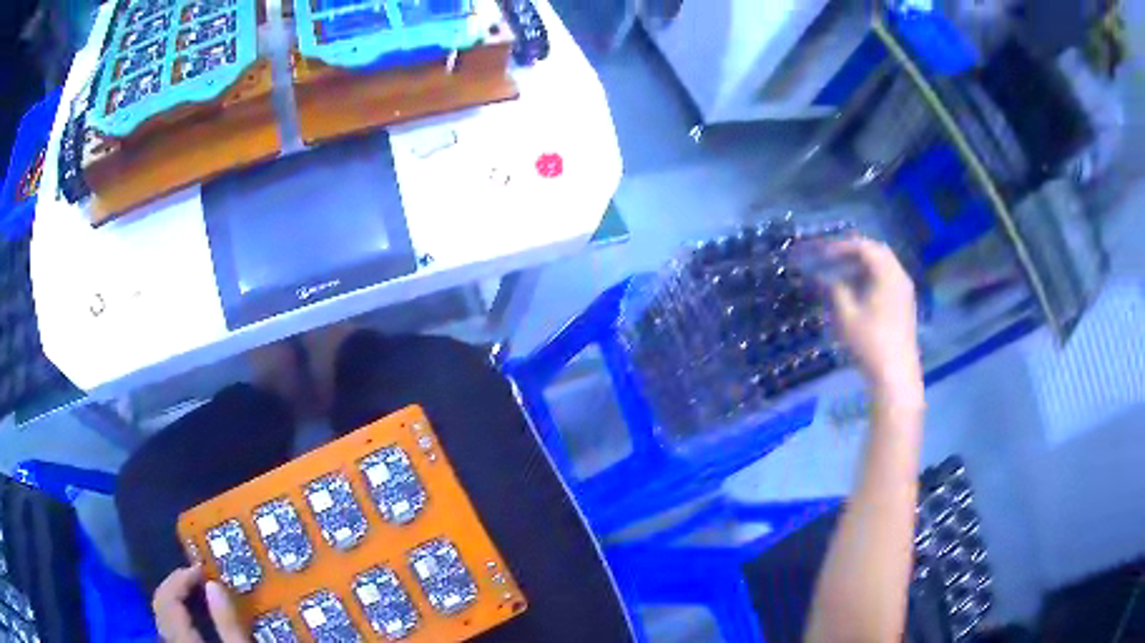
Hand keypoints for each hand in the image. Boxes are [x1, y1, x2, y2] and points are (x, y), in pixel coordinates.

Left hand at [153, 565, 247, 642]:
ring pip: (163, 619)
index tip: (202, 570)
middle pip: (160, 606)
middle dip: (175, 586)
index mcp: (184, 642)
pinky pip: (171, 632)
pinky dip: (178, 617)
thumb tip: (213, 585)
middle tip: (197, 578)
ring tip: (196, 595)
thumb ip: (228, 625)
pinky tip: (194, 620)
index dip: (180, 578)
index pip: (167, 599)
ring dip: (175, 601)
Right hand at [824, 238, 923, 409]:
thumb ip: (835, 290)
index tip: (823, 253)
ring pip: (884, 265)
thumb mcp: (846, 315)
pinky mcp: (905, 304)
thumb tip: (826, 278)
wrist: (896, 373)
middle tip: (833, 257)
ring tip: (843, 273)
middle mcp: (899, 276)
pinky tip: (859, 290)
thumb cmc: (870, 342)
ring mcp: (905, 290)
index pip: (864, 247)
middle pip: (877, 251)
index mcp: (887, 274)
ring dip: (864, 264)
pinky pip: (888, 278)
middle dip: (854, 251)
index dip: (841, 246)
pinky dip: (872, 276)